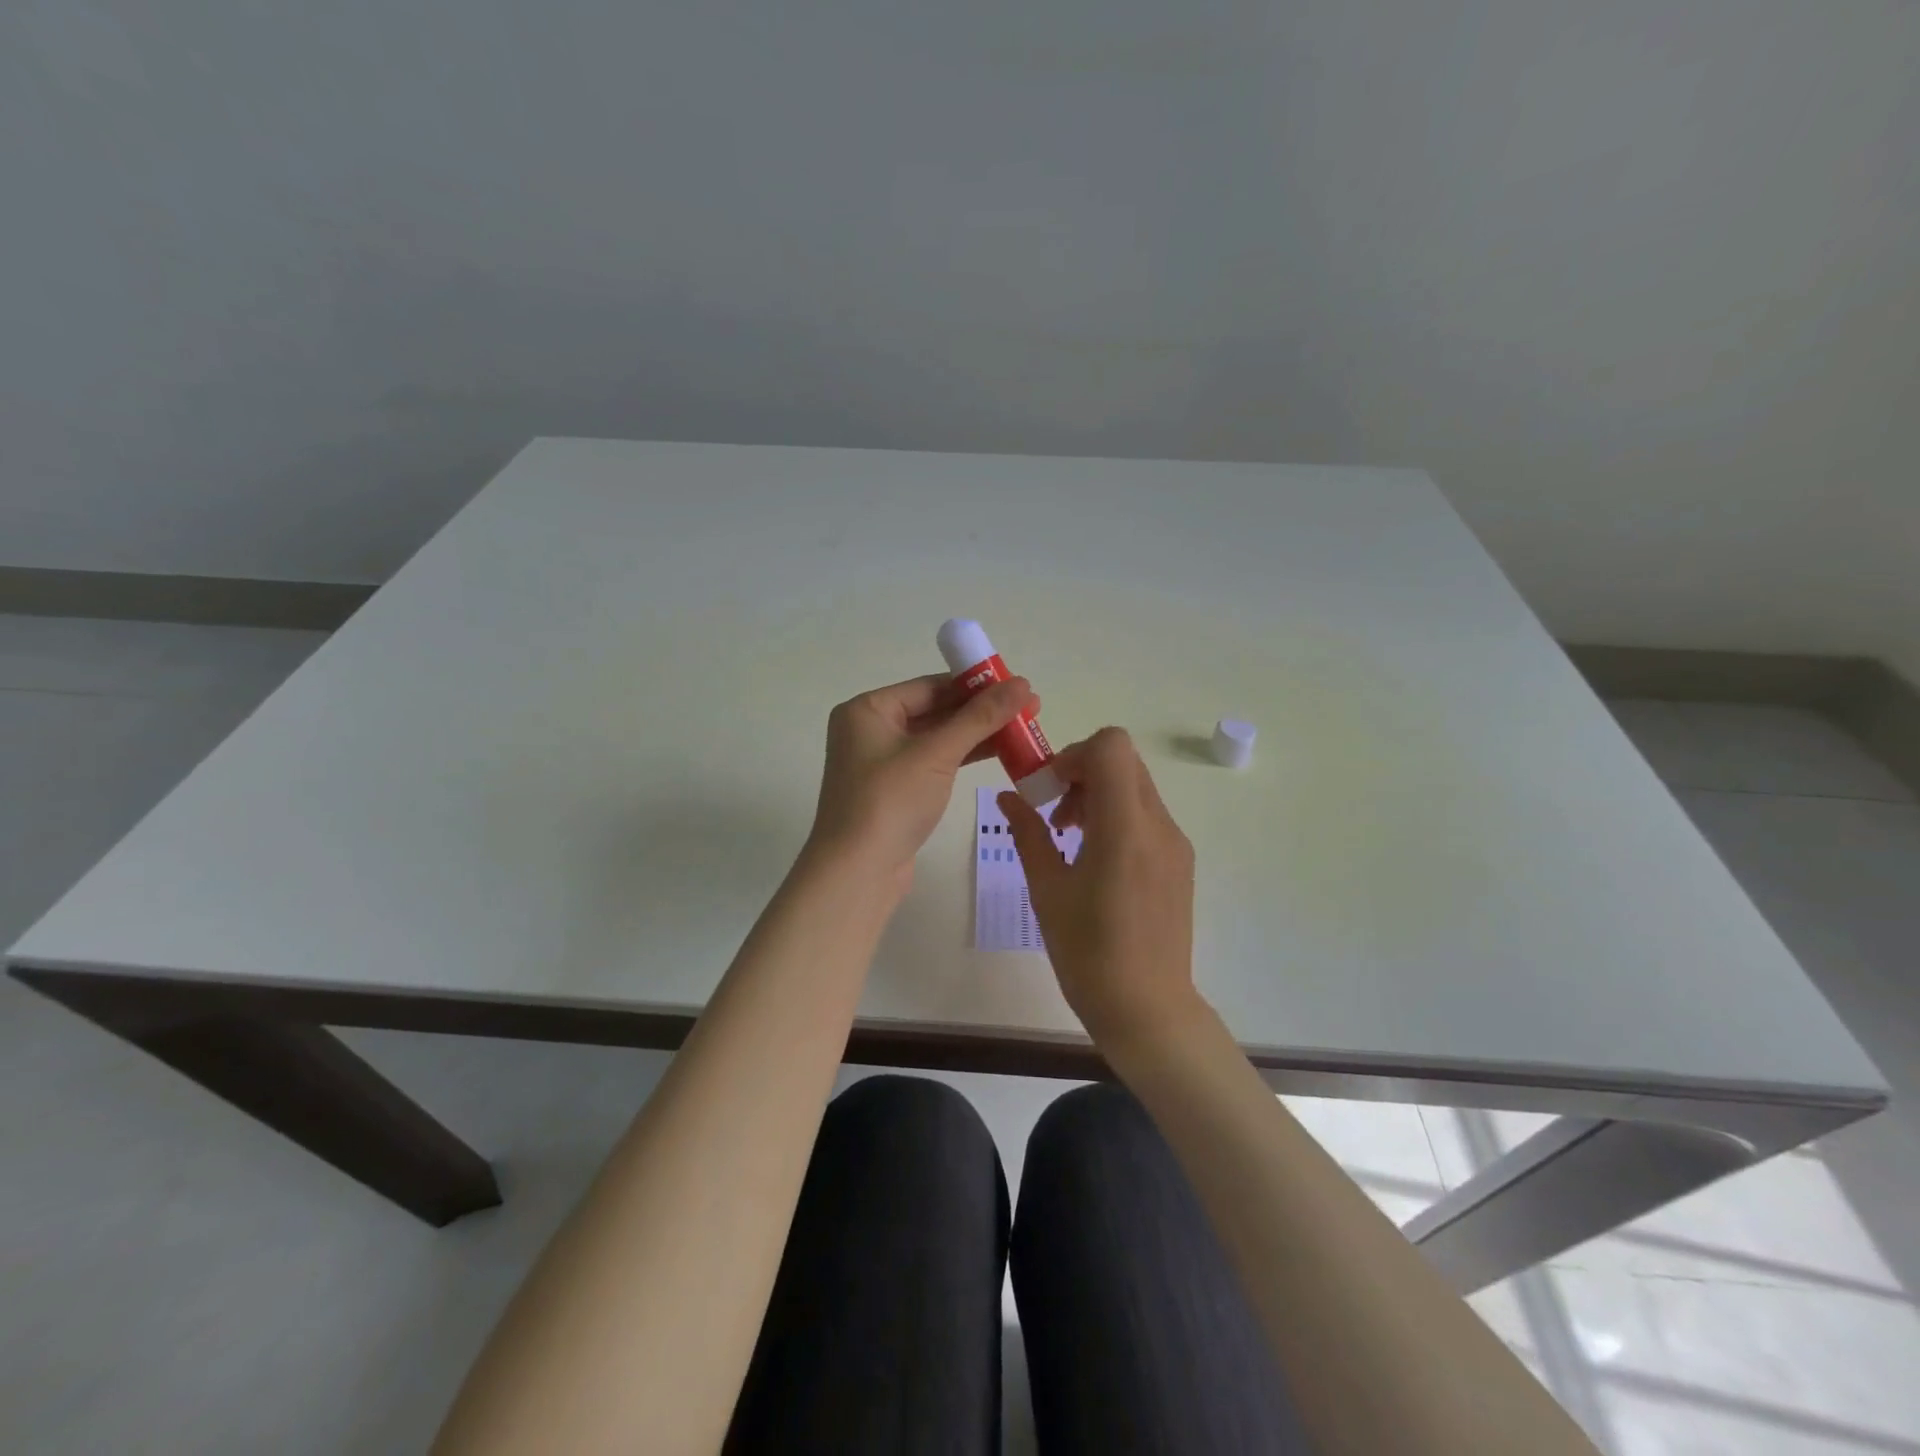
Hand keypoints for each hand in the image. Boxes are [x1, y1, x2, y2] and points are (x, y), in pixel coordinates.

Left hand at [808, 673, 1037, 896]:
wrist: (857, 873)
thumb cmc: (889, 802)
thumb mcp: (937, 754)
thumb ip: (980, 717)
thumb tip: (1022, 683)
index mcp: (868, 710)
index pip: (930, 686)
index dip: (976, 684)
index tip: (1017, 684)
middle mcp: (871, 729)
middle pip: (935, 710)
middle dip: (981, 710)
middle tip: (1030, 707)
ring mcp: (882, 762)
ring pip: (938, 738)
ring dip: (978, 734)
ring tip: (1024, 729)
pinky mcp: (896, 790)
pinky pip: (935, 762)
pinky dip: (963, 757)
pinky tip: (1000, 753)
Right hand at [999, 728, 1202, 1052]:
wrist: (1147, 1008)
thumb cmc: (1087, 953)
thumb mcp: (1047, 889)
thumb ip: (1028, 833)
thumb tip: (1008, 797)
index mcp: (1124, 828)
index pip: (1111, 746)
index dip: (1074, 754)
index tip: (1049, 790)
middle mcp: (1158, 825)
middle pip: (1123, 761)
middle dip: (1082, 773)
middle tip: (1054, 814)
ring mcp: (1175, 842)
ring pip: (1136, 786)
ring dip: (1099, 794)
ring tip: (1070, 839)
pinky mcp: (1181, 861)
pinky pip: (1147, 815)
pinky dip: (1117, 816)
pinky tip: (1096, 861)